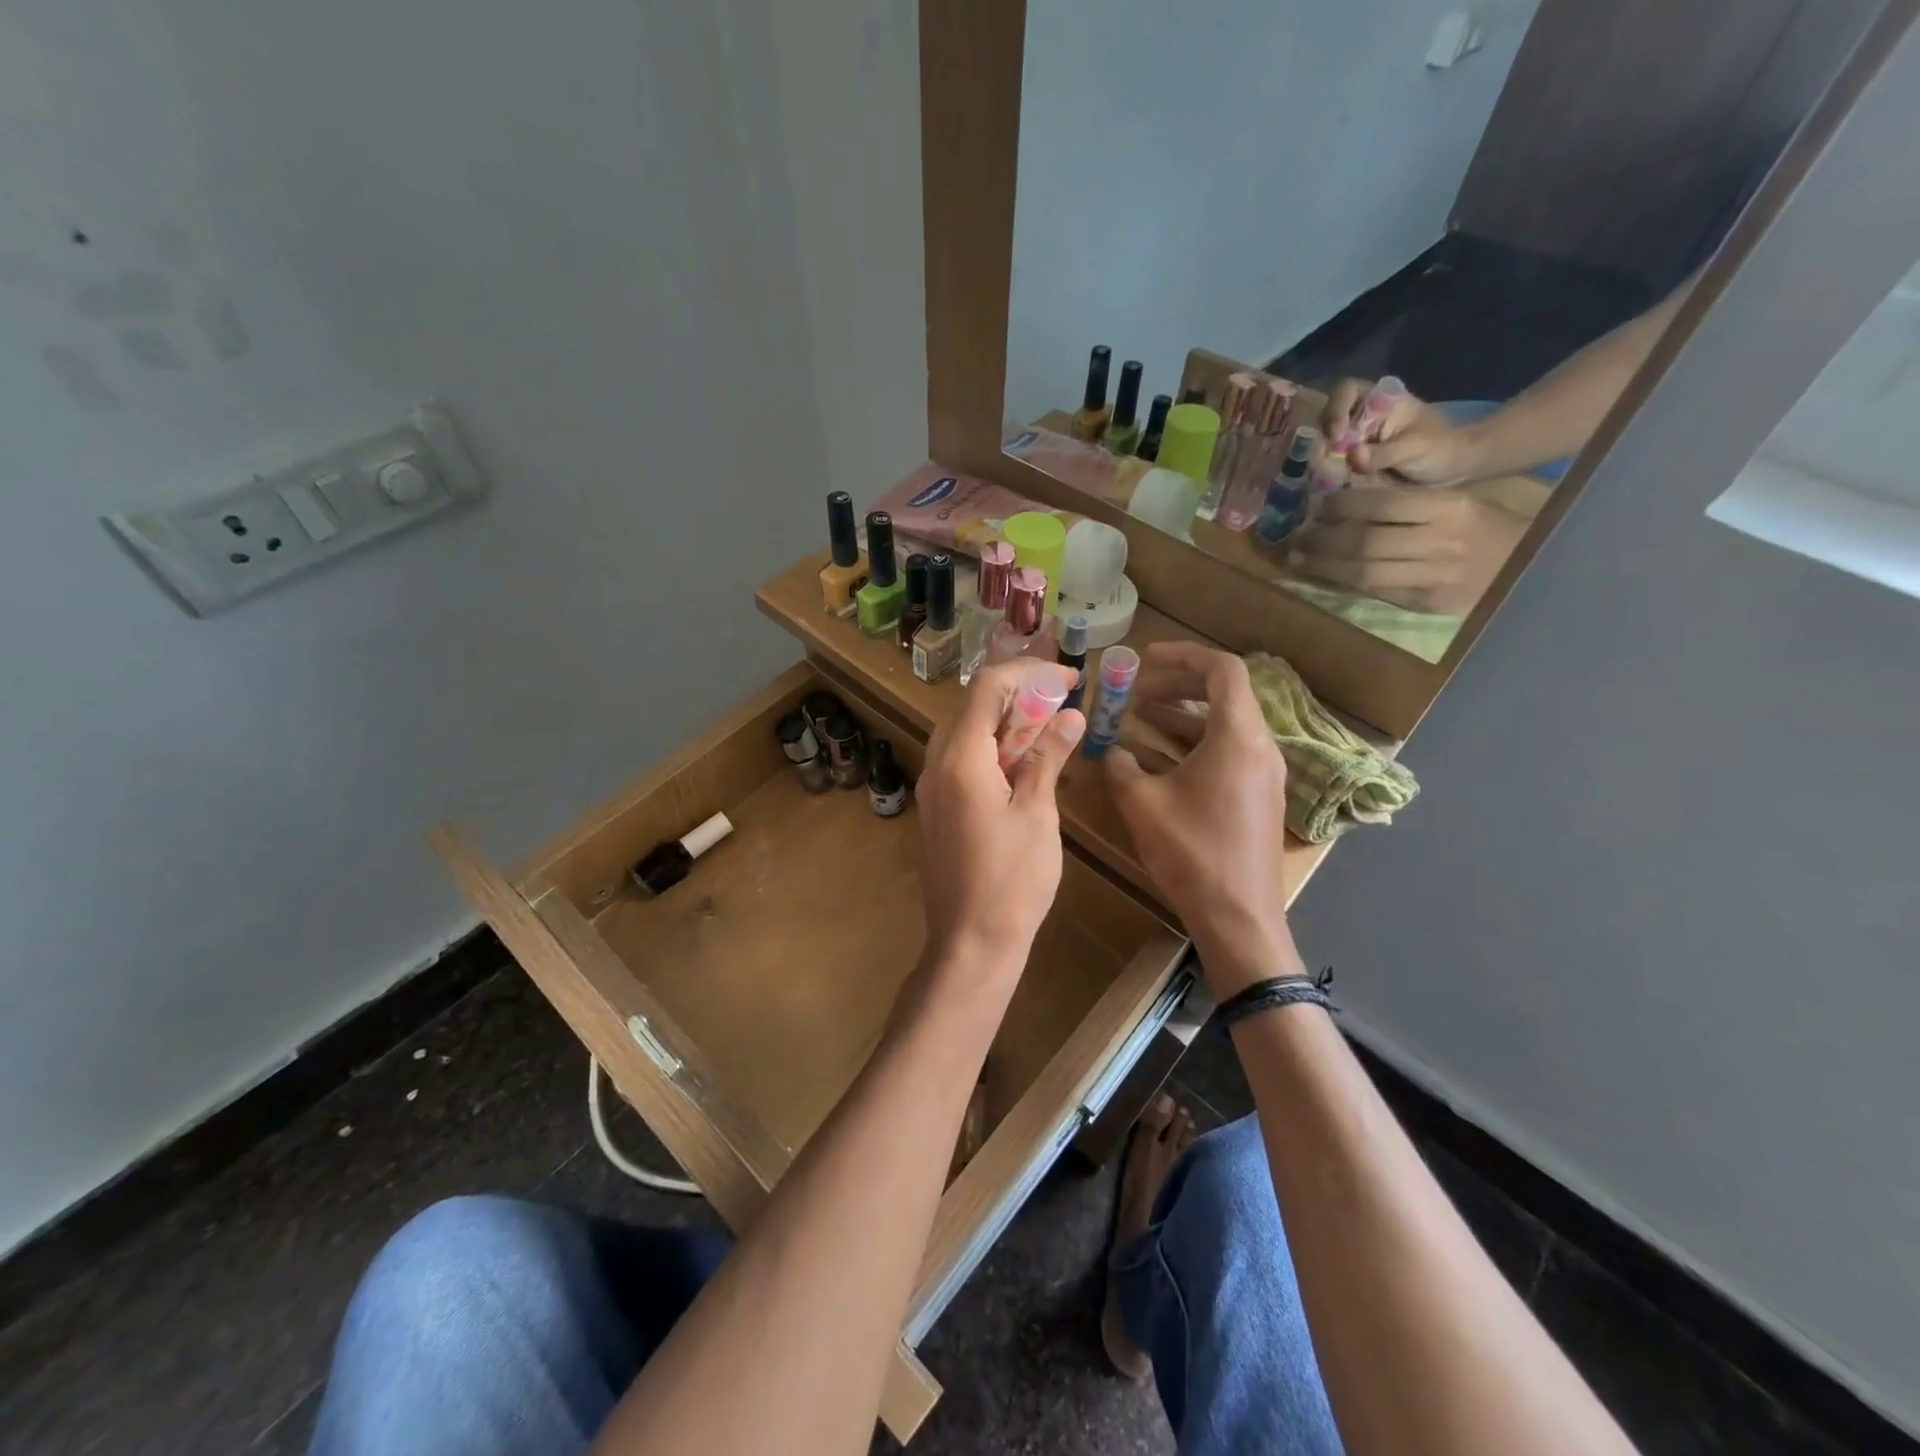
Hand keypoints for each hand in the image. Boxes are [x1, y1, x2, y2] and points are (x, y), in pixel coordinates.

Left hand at [916, 660, 1084, 984]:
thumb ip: (1048, 758)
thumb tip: (1070, 715)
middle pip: (973, 707)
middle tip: (1062, 705)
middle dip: (1019, 696)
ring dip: (1006, 724)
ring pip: (966, 734)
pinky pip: (961, 762)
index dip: (1030, 672)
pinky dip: (993, 751)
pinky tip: (1023, 768)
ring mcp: (931, 789)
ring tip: (1049, 733)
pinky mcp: (937, 810)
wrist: (970, 944)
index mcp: (960, 758)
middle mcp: (936, 764)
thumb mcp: (1037, 814)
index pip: (988, 686)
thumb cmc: (1011, 881)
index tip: (1069, 679)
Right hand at [1103, 644, 1298, 996]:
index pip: (1222, 670)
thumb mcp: (1143, 805)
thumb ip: (1121, 766)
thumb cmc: (1192, 854)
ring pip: (1223, 725)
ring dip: (1182, 716)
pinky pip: (1227, 752)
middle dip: (1177, 685)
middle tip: (1136, 691)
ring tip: (1139, 718)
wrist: (1239, 919)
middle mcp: (1260, 747)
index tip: (1144, 660)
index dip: (1182, 655)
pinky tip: (1156, 760)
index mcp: (1238, 738)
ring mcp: (1264, 774)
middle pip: (1224, 694)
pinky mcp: (1259, 797)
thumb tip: (1111, 751)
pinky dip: (1193, 744)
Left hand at [1287, 486, 1527, 614]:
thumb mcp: (1456, 502)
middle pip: (1366, 542)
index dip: (1343, 506)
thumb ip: (1408, 503)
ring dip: (1323, 566)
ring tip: (1297, 559)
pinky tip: (1323, 576)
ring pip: (1364, 572)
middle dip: (1323, 540)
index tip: (1318, 507)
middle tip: (1295, 538)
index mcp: (1450, 508)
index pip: (1383, 504)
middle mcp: (1441, 542)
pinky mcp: (1426, 603)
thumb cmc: (1485, 527)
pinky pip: (1376, 592)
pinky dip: (1344, 584)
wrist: (1531, 567)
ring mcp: (1434, 577)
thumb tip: (1347, 497)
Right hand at [1319, 378, 1484, 486]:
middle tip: (1323, 466)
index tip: (1336, 435)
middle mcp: (1358, 420)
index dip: (1335, 409)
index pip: (1346, 391)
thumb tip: (1352, 456)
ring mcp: (1350, 444)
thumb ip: (1384, 452)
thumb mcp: (1416, 448)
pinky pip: (1326, 470)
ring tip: (1324, 481)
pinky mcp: (1347, 467)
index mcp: (1378, 401)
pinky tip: (1327, 489)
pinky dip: (1322, 479)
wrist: (1450, 473)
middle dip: (1320, 444)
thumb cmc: (1440, 449)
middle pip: (1325, 423)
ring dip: (1318, 464)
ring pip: (1321, 448)